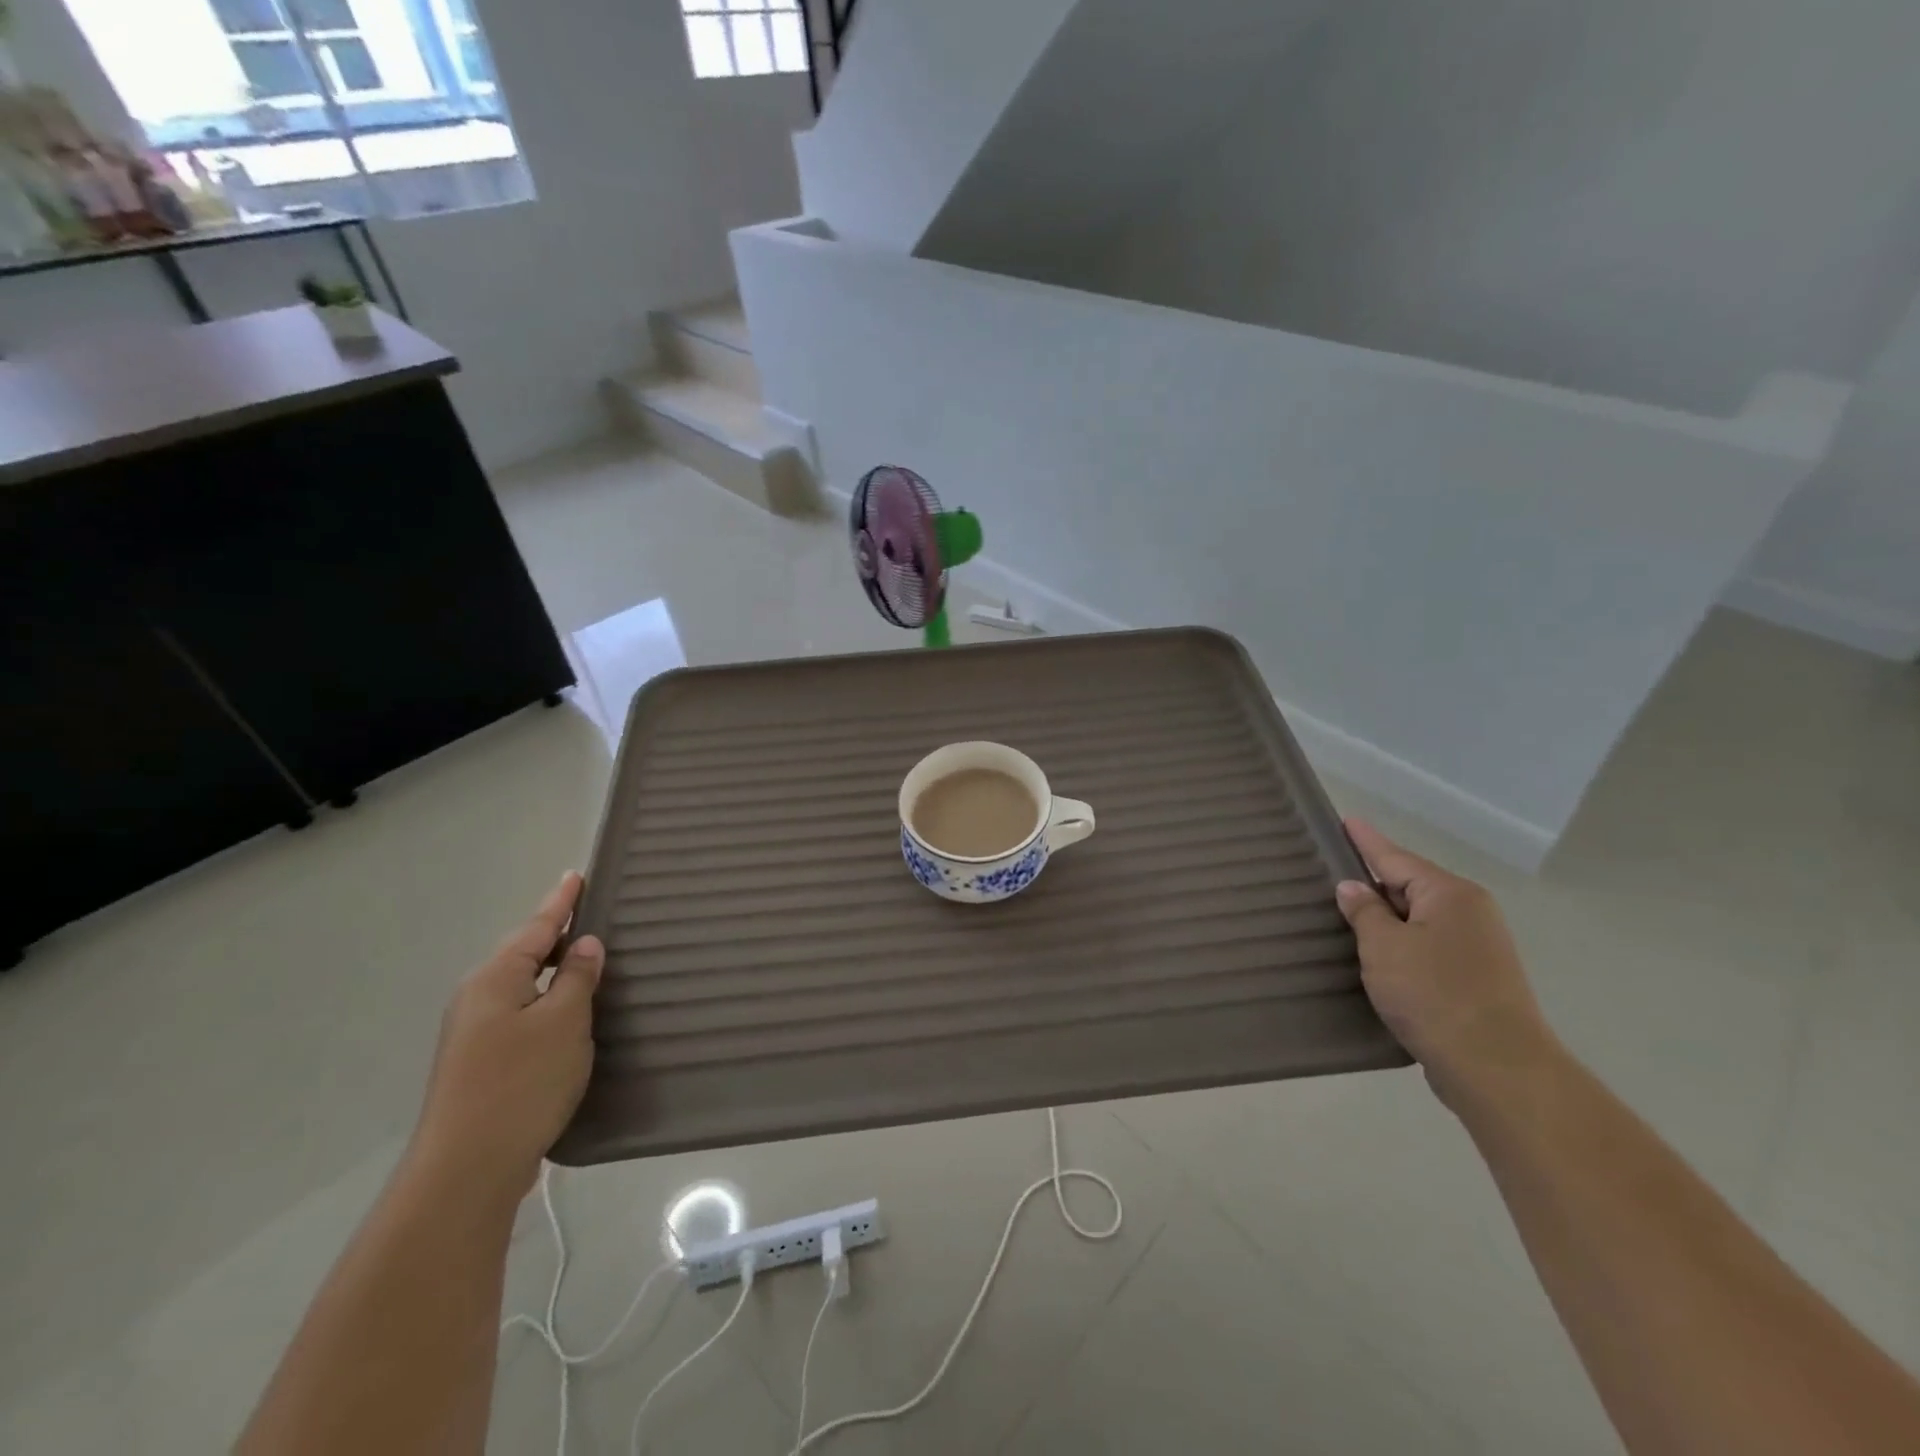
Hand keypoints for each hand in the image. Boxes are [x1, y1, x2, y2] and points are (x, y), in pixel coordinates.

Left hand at [408, 873, 604, 1202]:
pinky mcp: (480, 1064)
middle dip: (554, 934)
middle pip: (522, 954)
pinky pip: (521, 1014)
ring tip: (583, 959)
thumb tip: (583, 945)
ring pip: (521, 986)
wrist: (466, 1169)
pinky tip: (566, 1014)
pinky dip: (546, 1002)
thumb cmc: (521, 1083)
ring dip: (551, 971)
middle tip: (587, 914)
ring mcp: (474, 1034)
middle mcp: (477, 999)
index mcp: (495, 979)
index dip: (561, 902)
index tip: (576, 875)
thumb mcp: (563, 1022)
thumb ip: (576, 978)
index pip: (537, 927)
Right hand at [1335, 820, 1560, 1108]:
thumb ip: (1365, 912)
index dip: (1366, 841)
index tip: (1346, 820)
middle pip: (1410, 886)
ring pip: (1419, 919)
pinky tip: (1377, 955)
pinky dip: (1401, 945)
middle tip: (1333, 870)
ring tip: (1347, 912)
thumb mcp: (1384, 947)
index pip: (1395, 857)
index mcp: (1450, 894)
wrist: (1496, 1068)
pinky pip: (1427, 946)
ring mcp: (1477, 947)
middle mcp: (1470, 913)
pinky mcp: (1476, 980)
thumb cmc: (1434, 995)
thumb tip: (1353, 887)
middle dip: (1375, 880)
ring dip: (1386, 918)